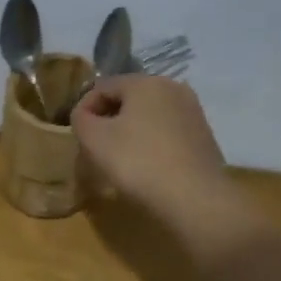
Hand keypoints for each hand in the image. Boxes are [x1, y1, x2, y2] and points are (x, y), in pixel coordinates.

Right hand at [72, 74, 227, 217]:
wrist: (194, 198)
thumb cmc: (138, 162)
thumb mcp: (94, 139)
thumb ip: (81, 119)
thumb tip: (84, 114)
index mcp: (145, 82)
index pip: (102, 86)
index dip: (84, 108)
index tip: (76, 134)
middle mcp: (173, 88)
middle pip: (128, 98)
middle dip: (108, 119)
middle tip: (94, 146)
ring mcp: (193, 111)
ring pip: (148, 115)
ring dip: (129, 131)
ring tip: (118, 157)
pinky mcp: (203, 135)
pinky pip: (167, 131)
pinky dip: (151, 142)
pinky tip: (145, 164)